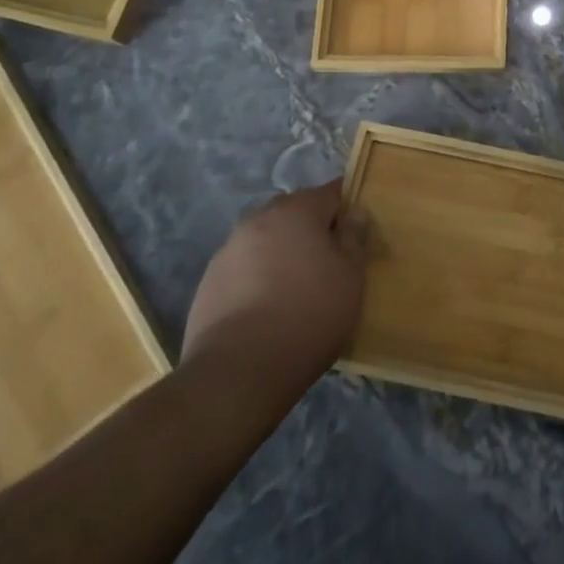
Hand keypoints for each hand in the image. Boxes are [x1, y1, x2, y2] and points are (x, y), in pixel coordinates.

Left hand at [182, 183, 369, 398]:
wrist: (238, 371)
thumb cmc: (308, 315)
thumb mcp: (350, 277)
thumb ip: (355, 237)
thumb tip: (354, 212)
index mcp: (297, 210)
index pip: (331, 192)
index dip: (346, 209)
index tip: (354, 235)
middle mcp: (260, 218)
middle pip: (295, 212)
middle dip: (311, 229)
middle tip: (326, 264)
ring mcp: (229, 249)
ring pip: (266, 239)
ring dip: (281, 253)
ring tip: (293, 290)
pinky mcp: (209, 282)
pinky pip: (243, 268)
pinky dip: (256, 278)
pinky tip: (265, 309)